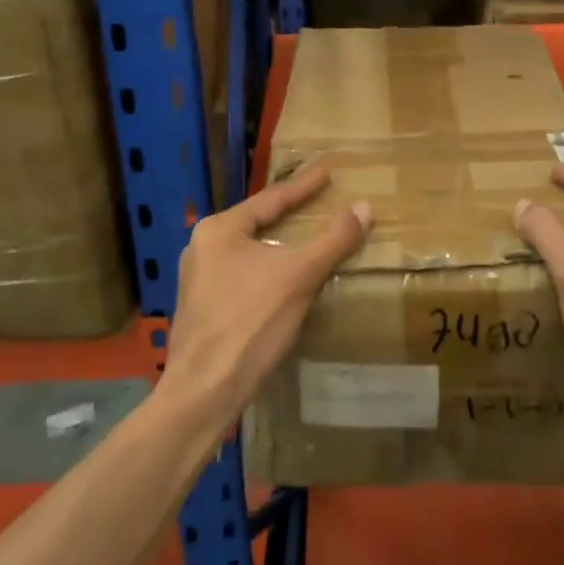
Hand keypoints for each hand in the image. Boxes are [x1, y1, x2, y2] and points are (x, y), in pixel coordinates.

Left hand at [161, 163, 370, 419]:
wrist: (203, 393)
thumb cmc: (250, 322)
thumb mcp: (299, 276)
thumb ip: (333, 240)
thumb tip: (365, 207)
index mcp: (220, 229)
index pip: (271, 199)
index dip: (303, 186)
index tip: (326, 171)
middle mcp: (202, 247)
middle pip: (258, 223)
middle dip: (289, 214)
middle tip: (317, 201)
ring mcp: (199, 281)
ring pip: (250, 253)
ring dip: (280, 246)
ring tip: (305, 239)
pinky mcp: (203, 310)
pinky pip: (244, 277)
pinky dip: (269, 271)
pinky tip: (285, 281)